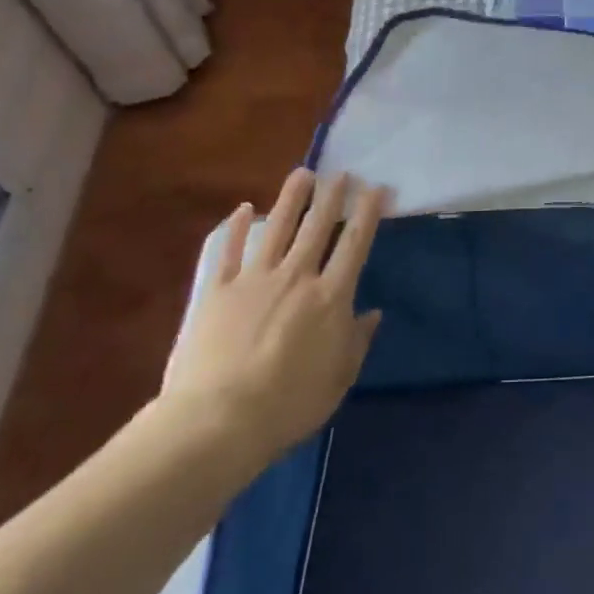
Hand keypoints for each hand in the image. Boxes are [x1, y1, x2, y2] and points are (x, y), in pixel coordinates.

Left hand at [163, 169, 387, 473]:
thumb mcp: (338, 379)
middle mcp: (296, 277)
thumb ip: (357, 341)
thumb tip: (373, 313)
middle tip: (341, 172)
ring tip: (302, 173)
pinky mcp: (218, 291)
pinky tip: (243, 209)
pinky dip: (237, 228)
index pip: (355, 244)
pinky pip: (229, 251)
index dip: (367, 213)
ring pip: (278, 228)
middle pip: (318, 227)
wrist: (218, 420)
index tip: (376, 189)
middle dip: (332, 196)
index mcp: (330, 297)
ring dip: (292, 198)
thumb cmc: (288, 404)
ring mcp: (254, 279)